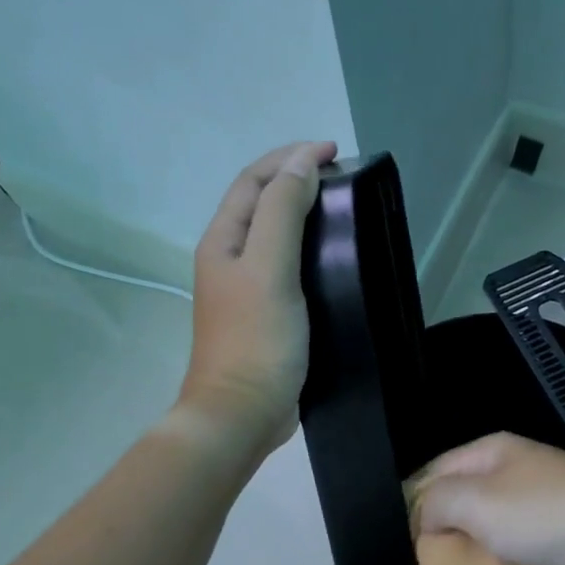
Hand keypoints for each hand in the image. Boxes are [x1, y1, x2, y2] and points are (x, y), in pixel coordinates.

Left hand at [176, 140, 336, 454]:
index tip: (334, 150)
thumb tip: (302, 164)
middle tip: (340, 173)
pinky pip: (287, 264)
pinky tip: (334, 256)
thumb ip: (282, 212)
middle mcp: (229, 258)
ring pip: (274, 234)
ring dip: (302, 210)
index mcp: (223, 241)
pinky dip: (309, 246)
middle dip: (295, 178)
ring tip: (341, 206)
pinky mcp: (267, 312)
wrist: (242, 413)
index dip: (290, 158)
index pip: (253, 181)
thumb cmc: (256, 338)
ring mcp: (246, 288)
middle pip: (260, 203)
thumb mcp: (269, 267)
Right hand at [408, 433, 564, 564]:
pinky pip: (515, 538)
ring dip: (473, 544)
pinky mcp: (557, 523)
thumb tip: (426, 517)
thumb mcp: (474, 502)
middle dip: (444, 525)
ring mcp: (537, 494)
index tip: (409, 542)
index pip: (434, 470)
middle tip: (430, 561)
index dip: (415, 503)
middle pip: (461, 494)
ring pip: (488, 519)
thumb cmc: (539, 515)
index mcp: (490, 449)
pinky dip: (502, 554)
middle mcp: (512, 465)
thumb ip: (435, 502)